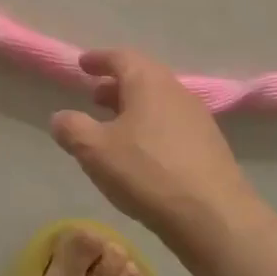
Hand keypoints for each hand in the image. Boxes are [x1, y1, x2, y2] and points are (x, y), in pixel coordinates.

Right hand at [50, 49, 263, 259]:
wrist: (215, 218)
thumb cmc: (148, 172)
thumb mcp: (95, 150)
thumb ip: (72, 128)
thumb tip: (61, 117)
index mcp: (148, 82)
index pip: (121, 57)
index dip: (99, 59)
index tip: (82, 64)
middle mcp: (177, 92)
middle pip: (143, 77)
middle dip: (116, 84)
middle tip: (94, 97)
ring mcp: (198, 119)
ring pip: (159, 102)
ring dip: (134, 107)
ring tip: (114, 127)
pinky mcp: (210, 147)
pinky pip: (172, 124)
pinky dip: (151, 127)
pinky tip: (141, 153)